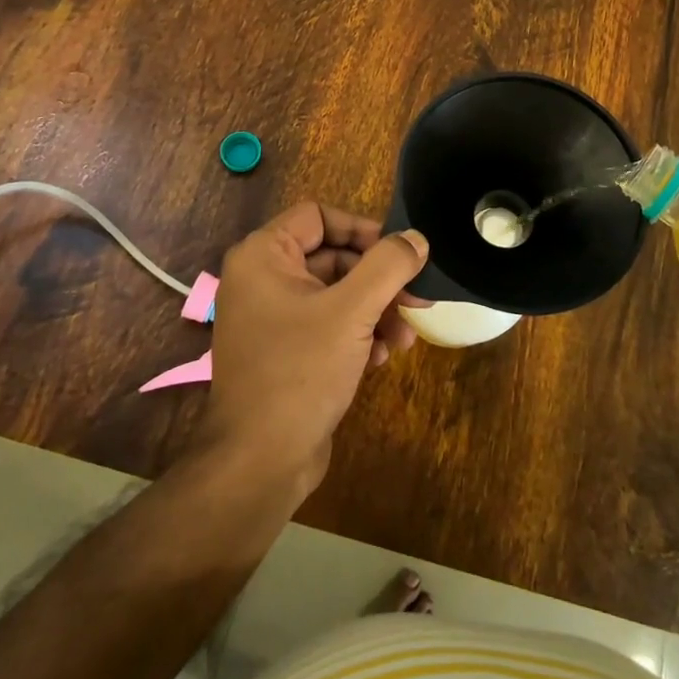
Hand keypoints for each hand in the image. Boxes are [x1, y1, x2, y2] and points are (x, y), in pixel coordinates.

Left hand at [195, 203, 428, 496]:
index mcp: (264, 256)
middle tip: (417, 300)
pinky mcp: (287, 350)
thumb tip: (417, 239)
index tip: (400, 253)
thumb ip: (388, 266)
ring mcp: (273, 317)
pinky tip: (383, 358)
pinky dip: (359, 334)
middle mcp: (264, 279)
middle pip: (334, 257)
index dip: (363, 229)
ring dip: (376, 310)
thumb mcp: (351, 312)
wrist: (260, 461)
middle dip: (379, 280)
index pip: (319, 216)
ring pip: (338, 294)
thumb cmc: (300, 371)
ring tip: (405, 338)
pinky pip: (330, 325)